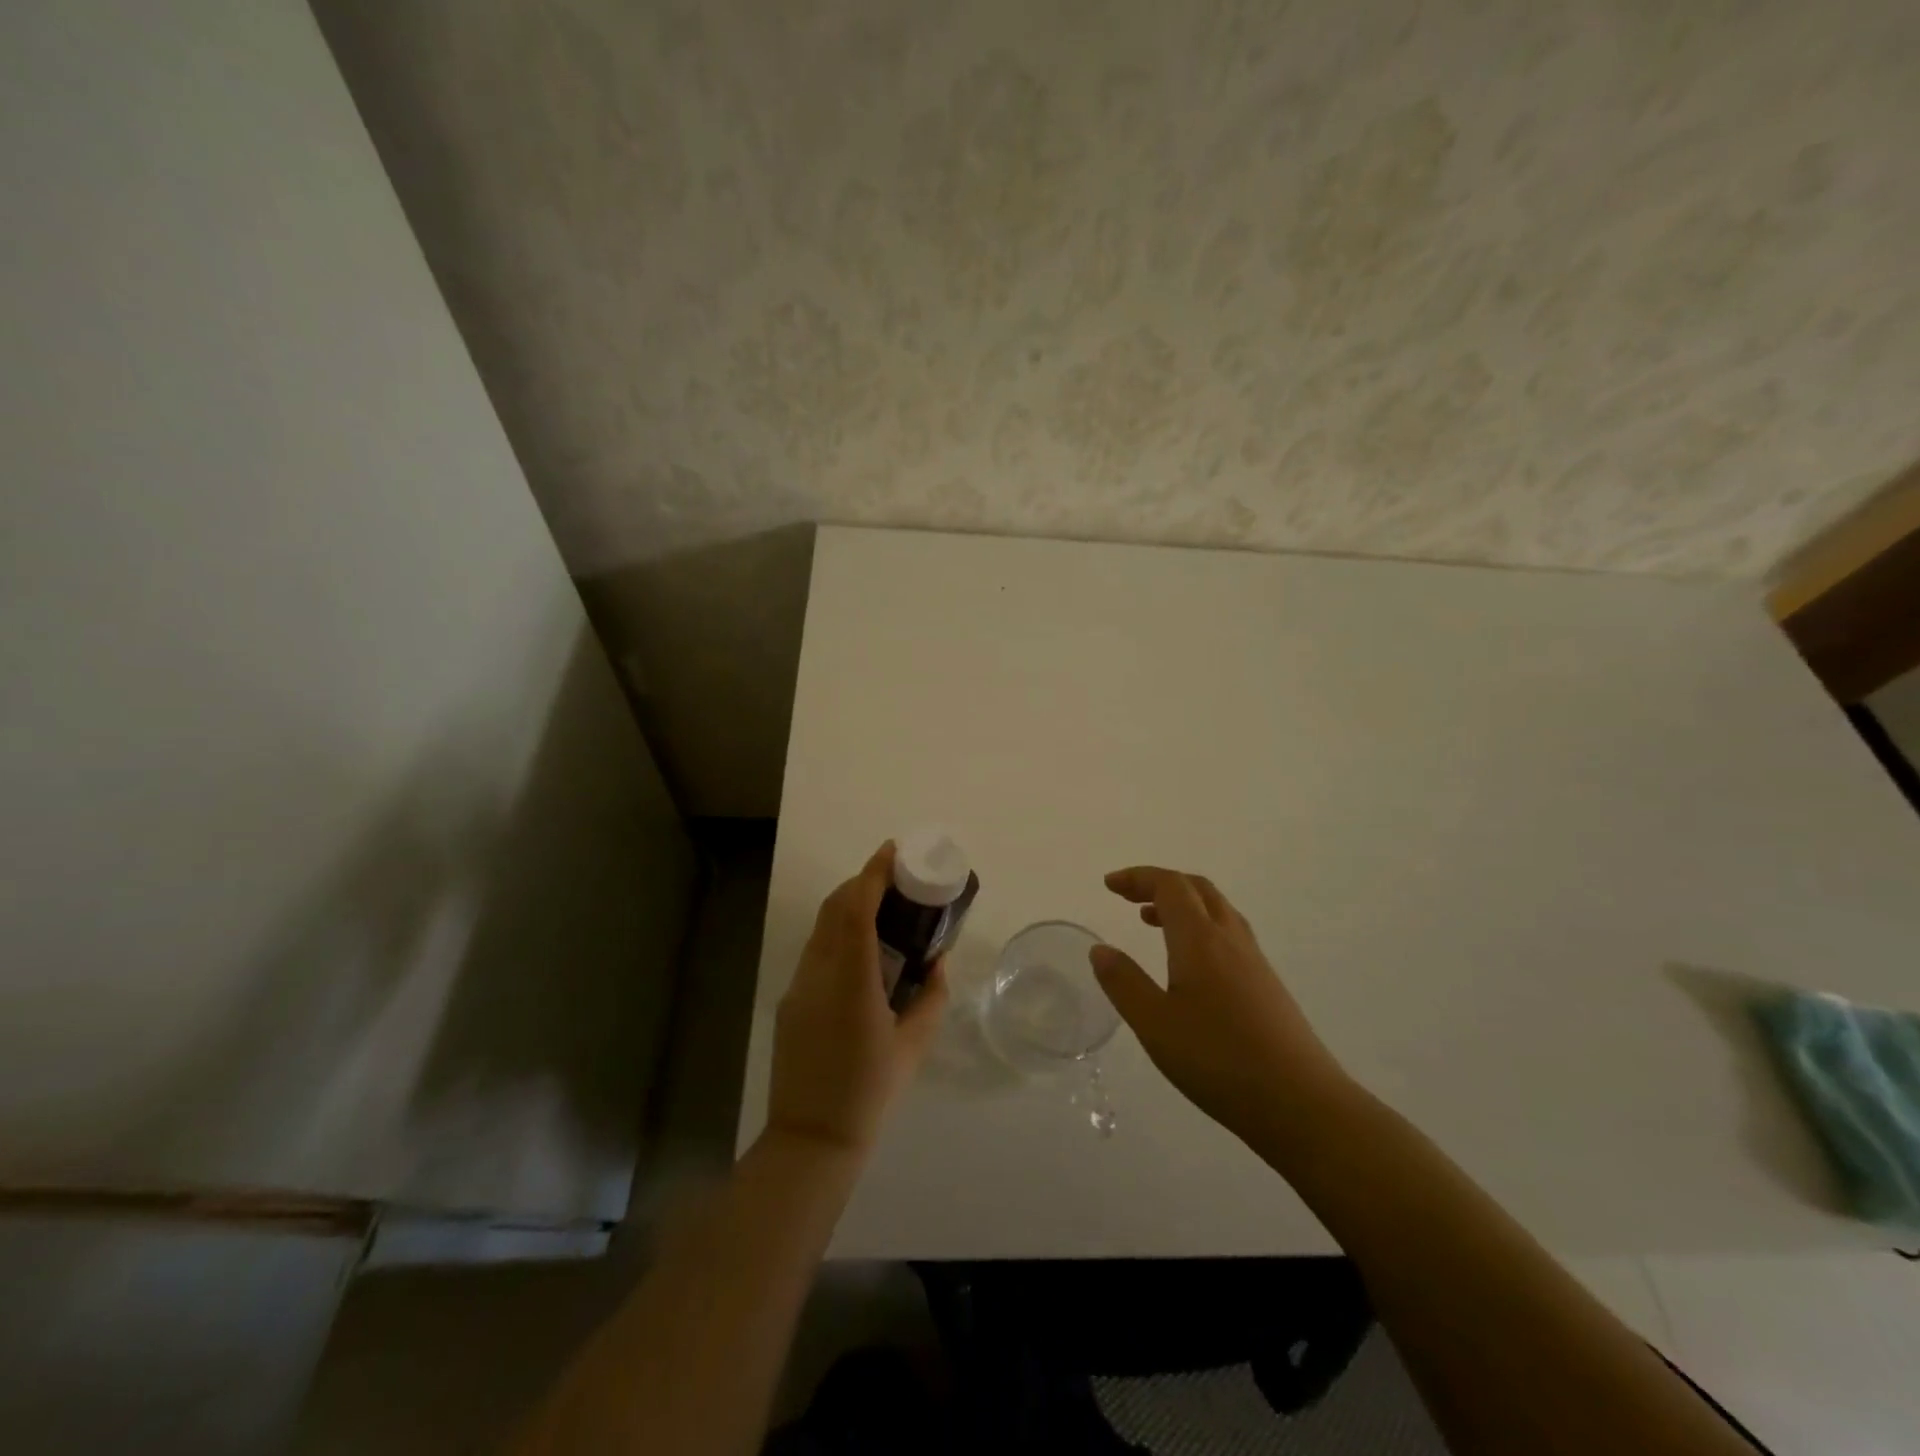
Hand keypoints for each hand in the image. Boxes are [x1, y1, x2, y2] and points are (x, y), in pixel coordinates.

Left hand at [766, 842, 948, 1157]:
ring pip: (822, 928)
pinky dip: (837, 933)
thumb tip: (937, 962)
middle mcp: (819, 974)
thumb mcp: (915, 1045)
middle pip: (835, 908)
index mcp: (852, 981)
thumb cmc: (870, 1092)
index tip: (891, 851)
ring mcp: (799, 986)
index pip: (857, 910)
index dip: (872, 874)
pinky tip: (860, 950)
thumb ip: (932, 997)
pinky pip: (816, 951)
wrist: (812, 1139)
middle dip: (861, 882)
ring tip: (881, 908)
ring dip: (848, 906)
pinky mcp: (790, 1000)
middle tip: (893, 877)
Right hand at [1090, 866, 1351, 1145]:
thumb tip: (1100, 950)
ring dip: (1183, 904)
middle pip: (1197, 888)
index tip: (1109, 885)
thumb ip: (1124, 983)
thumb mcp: (1155, 1025)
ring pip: (1217, 910)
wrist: (1302, 1103)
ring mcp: (1254, 961)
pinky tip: (1191, 964)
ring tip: (1153, 922)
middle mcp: (1230, 939)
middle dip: (1160, 883)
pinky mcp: (1268, 985)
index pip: (1170, 885)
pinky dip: (1201, 927)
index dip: (1138, 877)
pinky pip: (1229, 934)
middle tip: (1128, 897)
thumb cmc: (1219, 1060)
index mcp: (1200, 939)